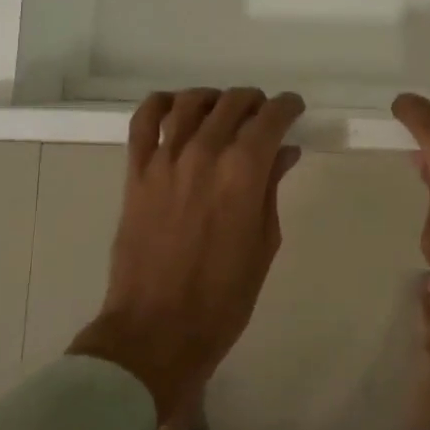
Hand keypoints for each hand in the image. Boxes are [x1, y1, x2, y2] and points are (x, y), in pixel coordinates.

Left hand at [69, 88, 304, 420]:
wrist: (157, 331)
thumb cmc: (223, 297)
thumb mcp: (264, 243)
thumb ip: (271, 188)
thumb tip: (284, 152)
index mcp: (243, 172)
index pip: (270, 118)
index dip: (287, 107)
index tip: (293, 109)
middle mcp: (204, 153)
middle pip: (232, 103)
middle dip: (255, 102)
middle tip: (262, 116)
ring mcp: (165, 159)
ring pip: (191, 102)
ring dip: (214, 99)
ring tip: (222, 111)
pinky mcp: (136, 171)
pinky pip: (144, 120)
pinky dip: (161, 104)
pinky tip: (175, 108)